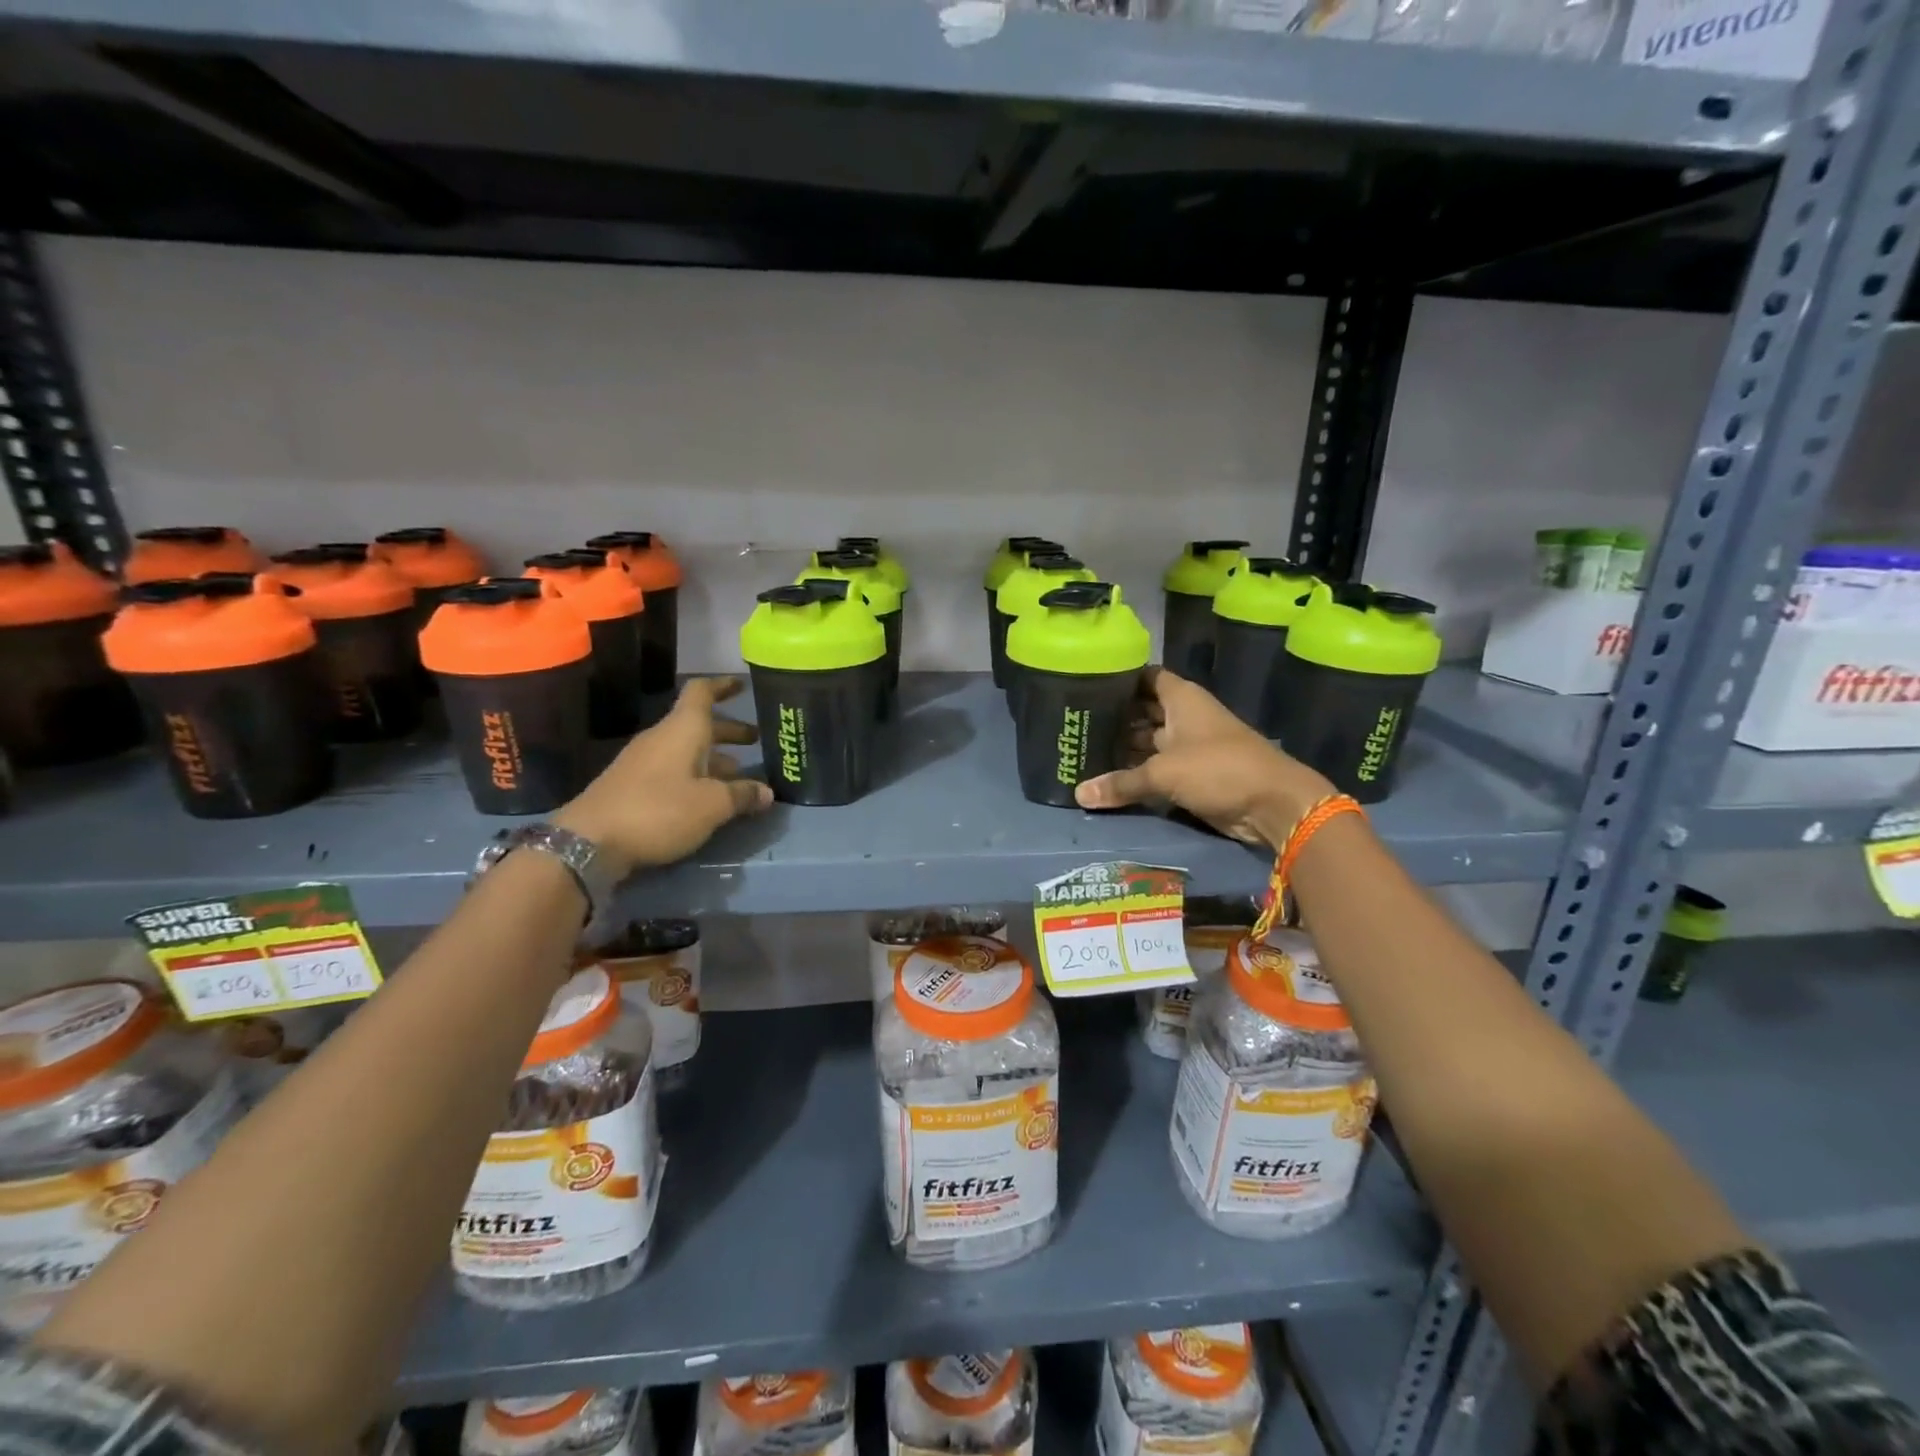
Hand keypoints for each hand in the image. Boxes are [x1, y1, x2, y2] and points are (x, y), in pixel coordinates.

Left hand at [555, 677, 772, 874]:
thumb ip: (741, 795)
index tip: (743, 685)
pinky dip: (696, 775)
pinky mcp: (633, 786)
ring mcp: (644, 762)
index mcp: (683, 730)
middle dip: (729, 731)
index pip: (702, 693)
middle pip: (699, 724)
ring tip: (740, 773)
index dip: (723, 686)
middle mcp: (663, 738)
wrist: (589, 842)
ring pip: (687, 749)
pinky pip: (674, 770)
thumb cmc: (658, 811)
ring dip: (715, 757)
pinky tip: (709, 797)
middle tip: (757, 740)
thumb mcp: (711, 805)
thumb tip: (767, 792)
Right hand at [1074, 667, 1333, 848]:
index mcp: (1181, 699)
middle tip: (1074, 723)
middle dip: (1114, 717)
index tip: (1086, 683)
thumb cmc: (1218, 769)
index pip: (1145, 676)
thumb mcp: (1163, 773)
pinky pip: (1157, 768)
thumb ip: (1121, 782)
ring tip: (1083, 750)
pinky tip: (1108, 778)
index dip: (1119, 678)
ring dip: (1123, 747)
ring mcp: (1189, 746)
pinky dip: (1137, 772)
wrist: (1272, 805)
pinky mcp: (1193, 774)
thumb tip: (1078, 794)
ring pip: (1148, 741)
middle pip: (1143, 710)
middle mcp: (1184, 717)